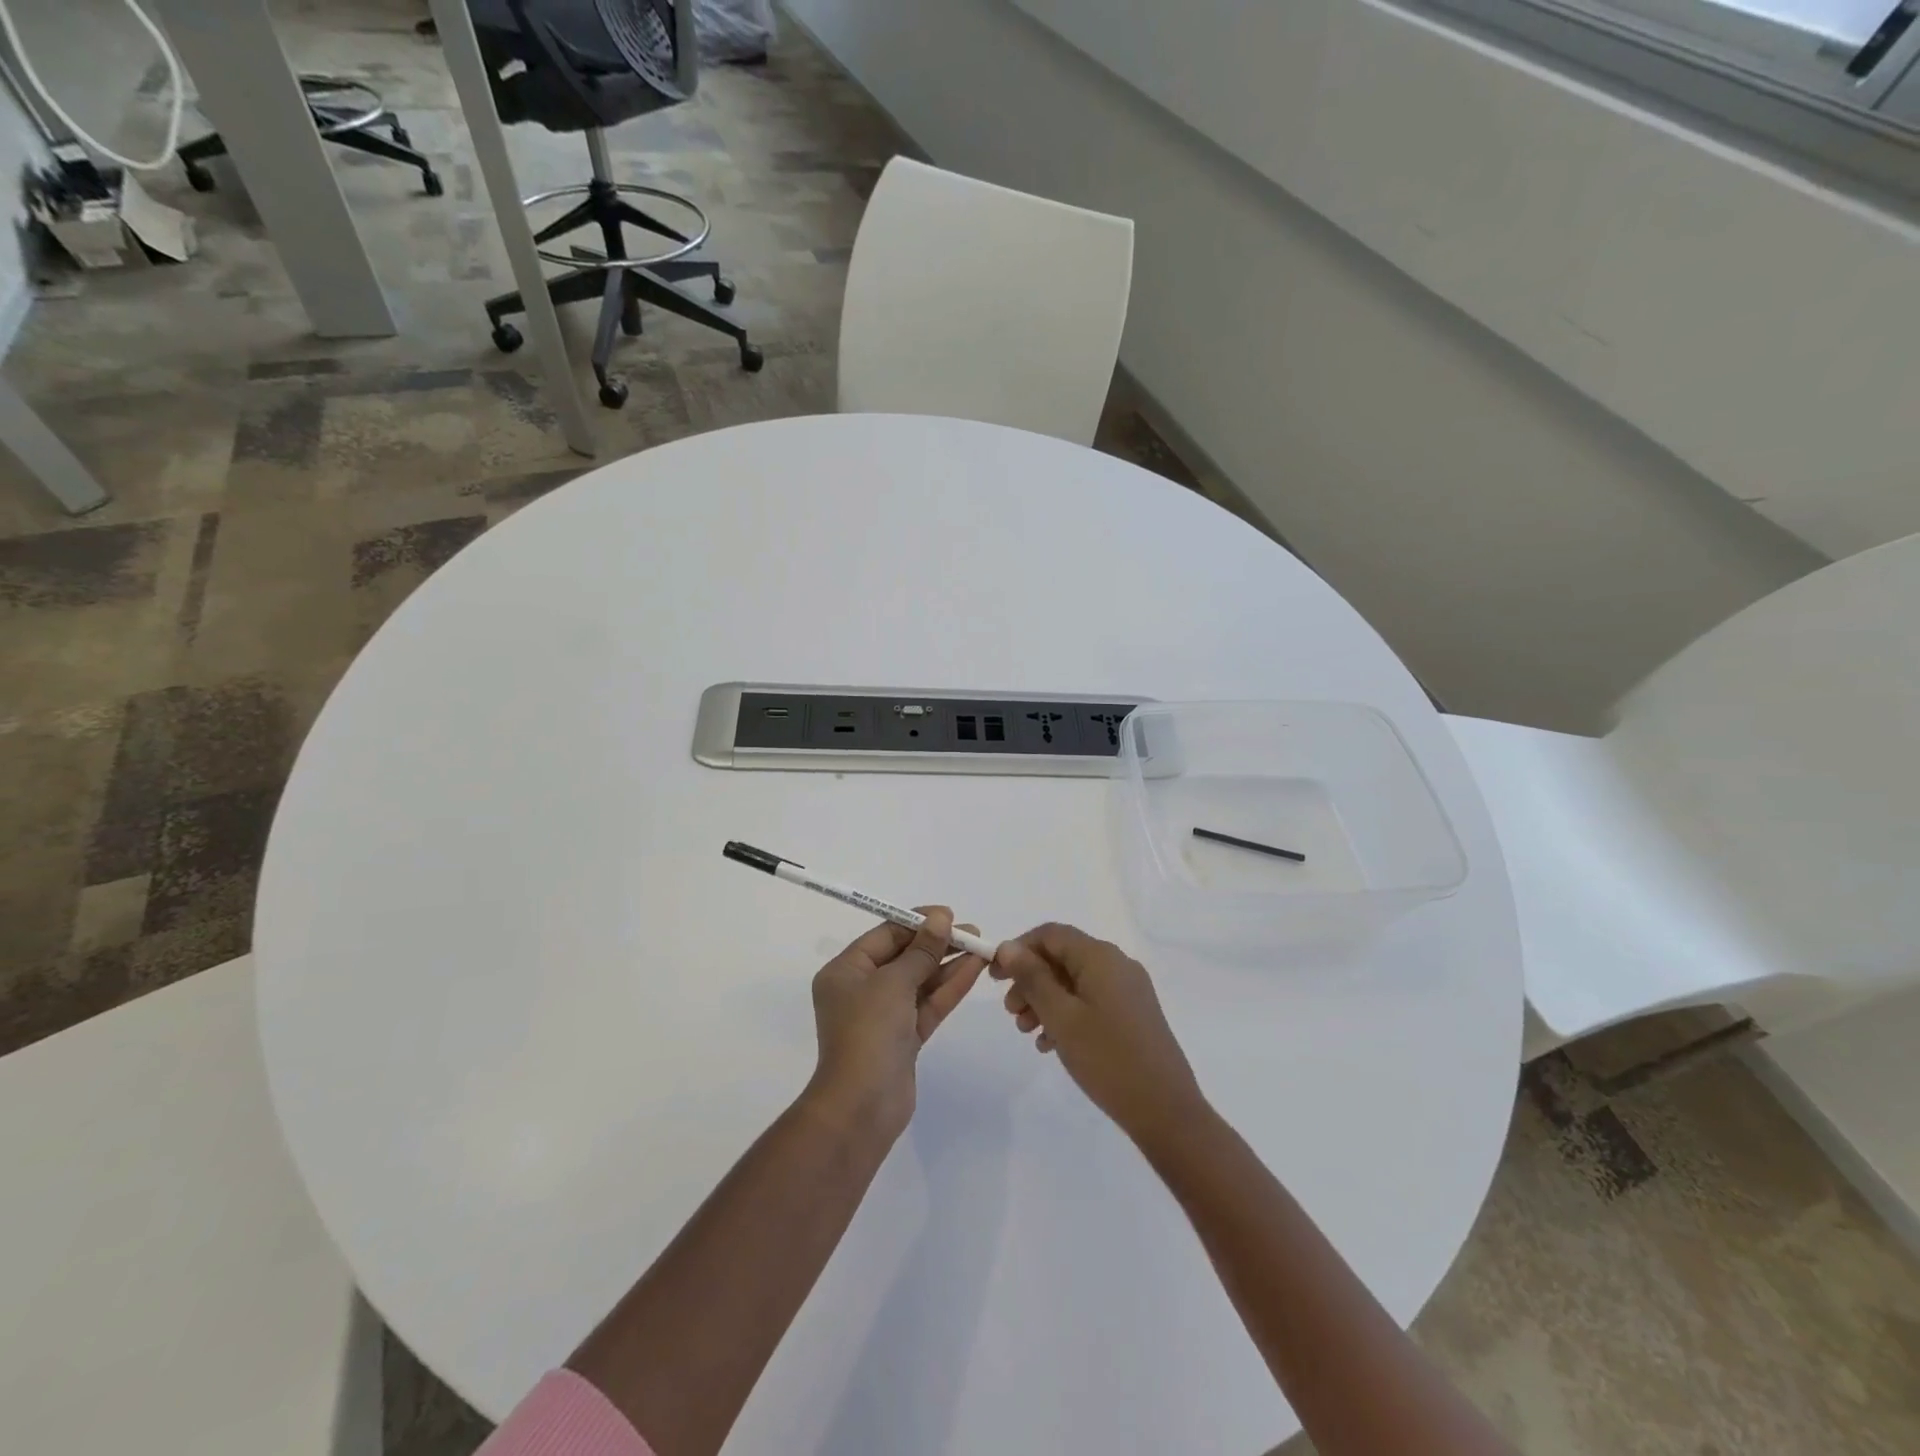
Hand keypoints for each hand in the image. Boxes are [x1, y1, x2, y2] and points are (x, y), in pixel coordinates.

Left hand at [807, 908, 986, 1139]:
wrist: (862, 1106)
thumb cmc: (868, 1032)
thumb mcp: (894, 982)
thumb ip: (921, 950)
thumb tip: (940, 917)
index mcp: (846, 971)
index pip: (885, 935)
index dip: (917, 922)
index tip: (948, 915)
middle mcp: (862, 990)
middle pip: (904, 957)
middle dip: (937, 943)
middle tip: (972, 932)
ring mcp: (884, 1016)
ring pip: (920, 981)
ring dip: (948, 964)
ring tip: (982, 946)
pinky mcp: (904, 1038)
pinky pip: (928, 1004)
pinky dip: (949, 987)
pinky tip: (974, 968)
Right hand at [990, 923, 1206, 1148]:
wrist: (1166, 1111)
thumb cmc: (1107, 1058)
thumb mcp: (1061, 1017)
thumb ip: (1032, 978)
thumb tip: (1009, 946)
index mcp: (1100, 956)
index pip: (1050, 934)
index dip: (1018, 949)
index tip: (995, 977)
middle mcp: (1117, 964)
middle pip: (1062, 958)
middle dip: (1030, 980)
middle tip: (1011, 1012)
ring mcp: (1129, 990)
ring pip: (1075, 982)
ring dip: (1045, 1000)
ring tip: (1027, 1031)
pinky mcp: (1133, 1014)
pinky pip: (1091, 1001)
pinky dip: (1067, 1014)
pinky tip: (1051, 1044)